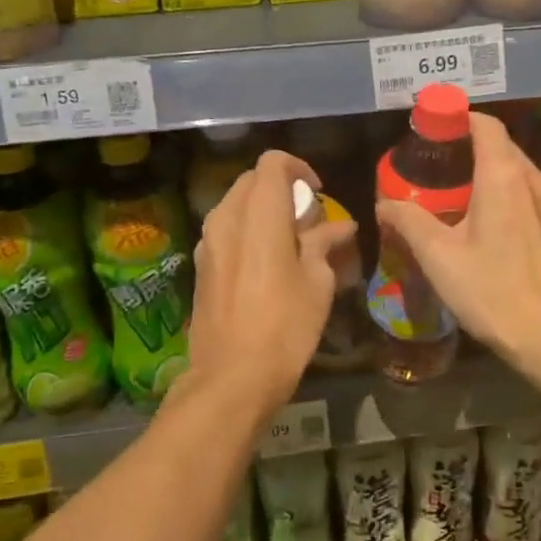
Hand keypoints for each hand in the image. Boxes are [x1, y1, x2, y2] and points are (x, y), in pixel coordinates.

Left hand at [185, 149, 357, 419]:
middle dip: (281, 189)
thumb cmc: (285, 327)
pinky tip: (267, 264)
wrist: (231, 377)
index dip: (298, 168)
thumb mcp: (317, 282)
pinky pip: (225, 231)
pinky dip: (248, 232)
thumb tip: (340, 225)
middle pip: (252, 181)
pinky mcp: (200, 266)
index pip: (272, 163)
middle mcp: (226, 219)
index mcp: (258, 215)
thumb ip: (324, 243)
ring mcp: (207, 243)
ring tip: (290, 242)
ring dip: (263, 211)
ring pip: (236, 205)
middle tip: (308, 219)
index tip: (317, 193)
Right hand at [374, 112, 540, 365]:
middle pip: (506, 150)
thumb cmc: (491, 292)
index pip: (486, 126)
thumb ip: (409, 220)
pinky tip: (510, 237)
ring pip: (527, 177)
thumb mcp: (438, 257)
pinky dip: (523, 205)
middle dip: (475, 154)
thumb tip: (386, 204)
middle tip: (447, 177)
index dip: (461, 120)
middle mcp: (539, 182)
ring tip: (476, 207)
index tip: (439, 133)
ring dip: (500, 181)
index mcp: (505, 178)